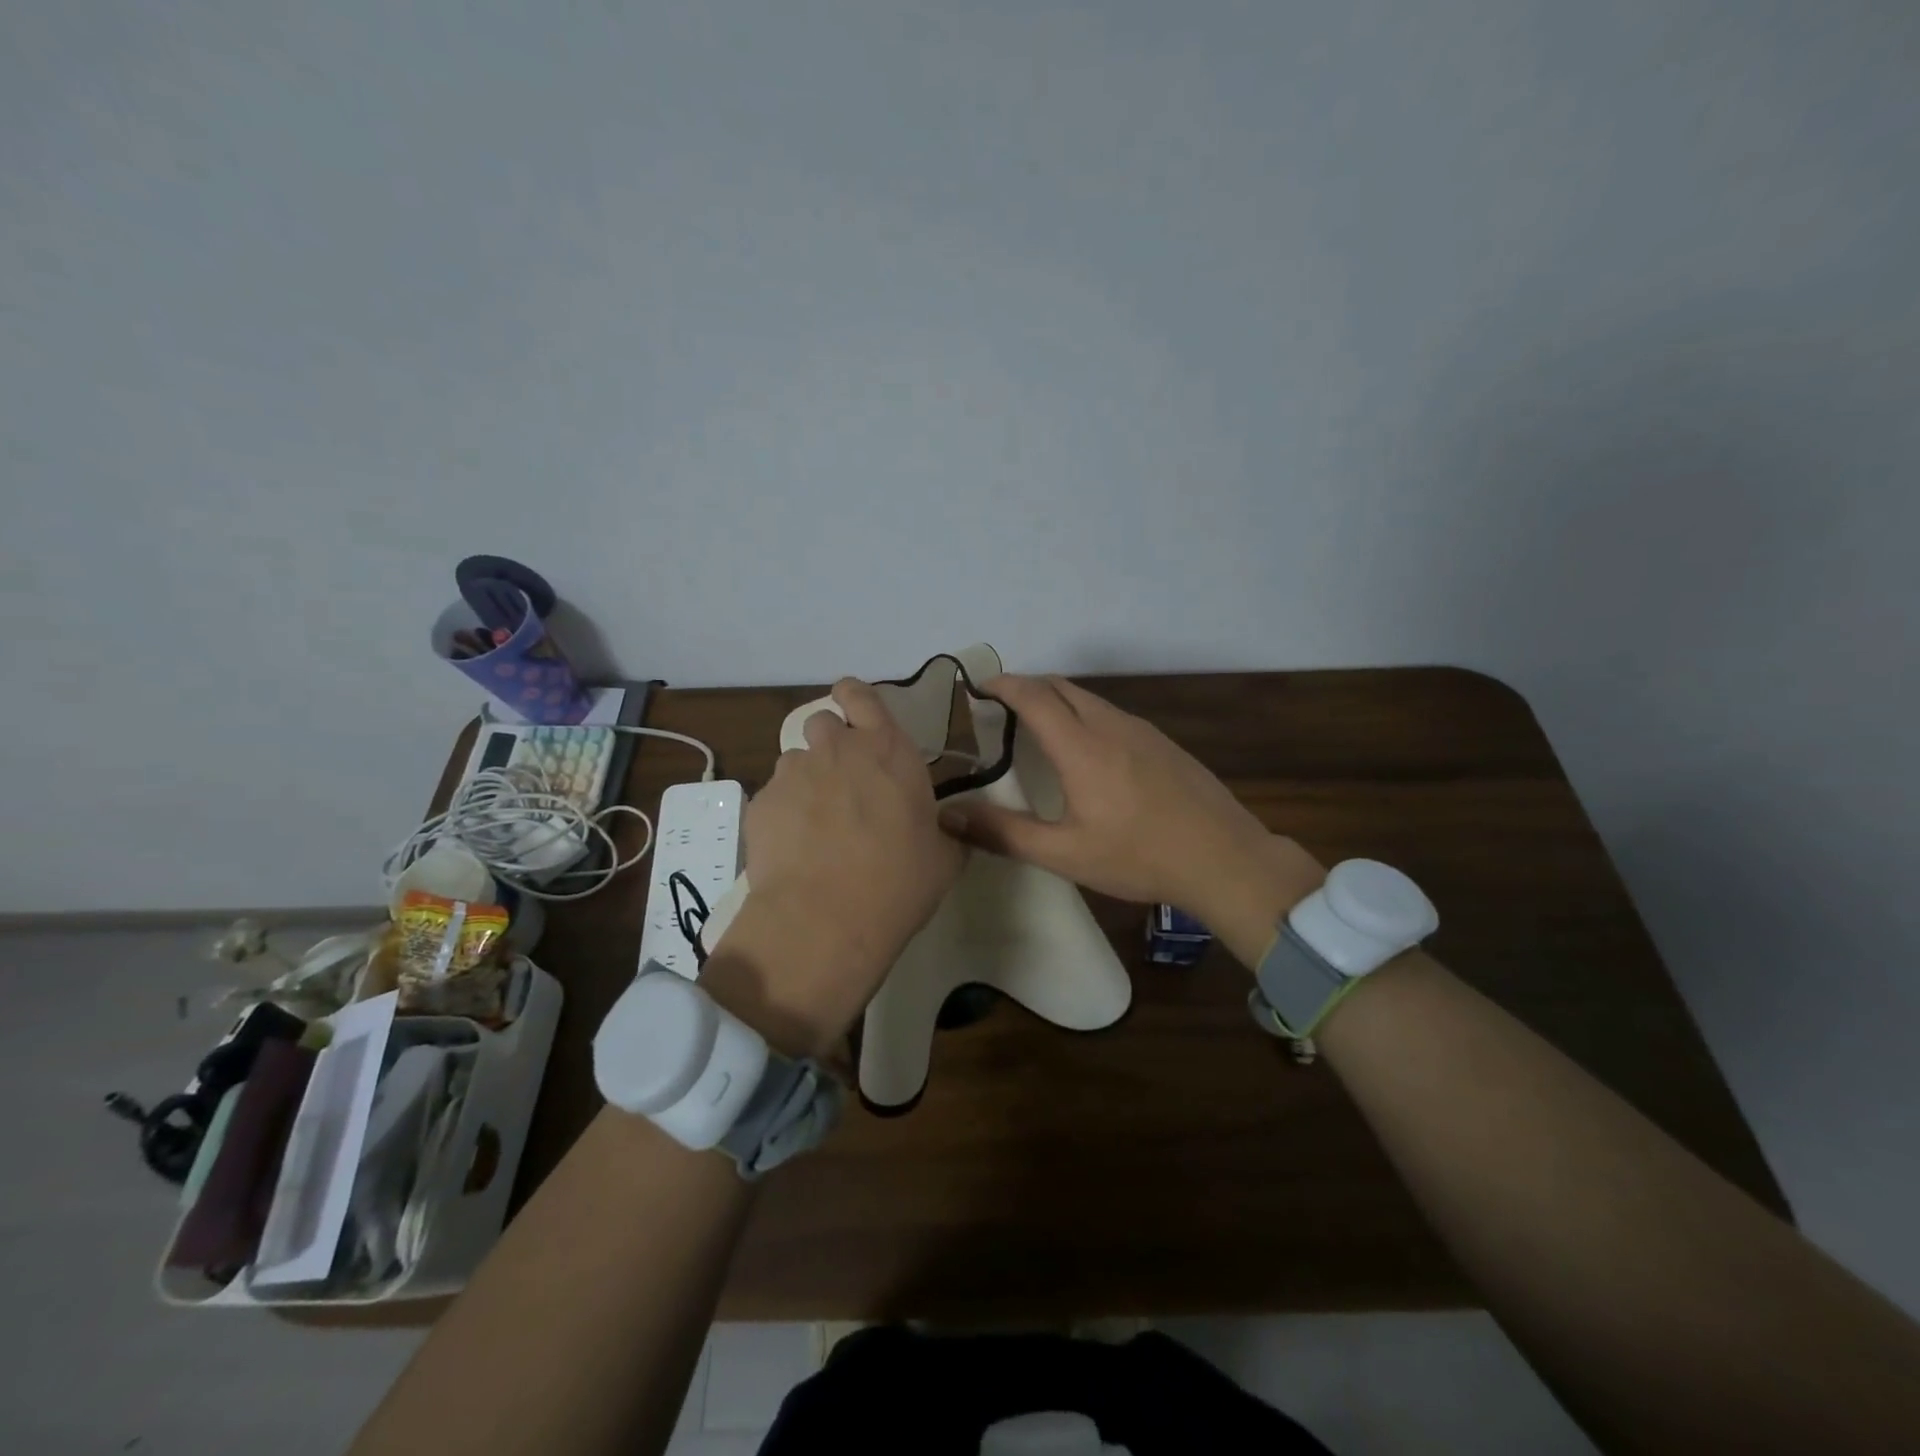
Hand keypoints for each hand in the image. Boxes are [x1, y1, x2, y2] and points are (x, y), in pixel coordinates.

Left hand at [703, 678, 962, 1056]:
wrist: (827, 917)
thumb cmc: (899, 881)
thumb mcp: (944, 857)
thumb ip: (947, 831)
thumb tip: (948, 828)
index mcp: (888, 749)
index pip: (861, 694)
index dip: (854, 697)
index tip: (854, 710)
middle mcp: (837, 749)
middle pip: (823, 723)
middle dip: (831, 744)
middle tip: (843, 781)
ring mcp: (793, 774)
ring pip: (795, 761)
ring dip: (806, 780)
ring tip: (816, 823)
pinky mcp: (760, 803)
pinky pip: (772, 797)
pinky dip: (782, 813)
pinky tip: (793, 849)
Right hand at [938, 674, 1324, 966]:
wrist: (1224, 858)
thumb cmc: (1138, 856)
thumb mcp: (1065, 854)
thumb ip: (1004, 833)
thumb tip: (948, 816)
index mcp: (1081, 746)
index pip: (1033, 695)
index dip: (1002, 685)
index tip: (977, 688)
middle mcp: (1110, 725)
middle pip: (1061, 686)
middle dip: (1026, 686)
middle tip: (1000, 708)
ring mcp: (1141, 730)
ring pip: (1089, 698)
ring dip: (1056, 699)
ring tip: (1037, 726)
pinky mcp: (1162, 742)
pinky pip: (1111, 713)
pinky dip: (1084, 714)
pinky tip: (1086, 750)